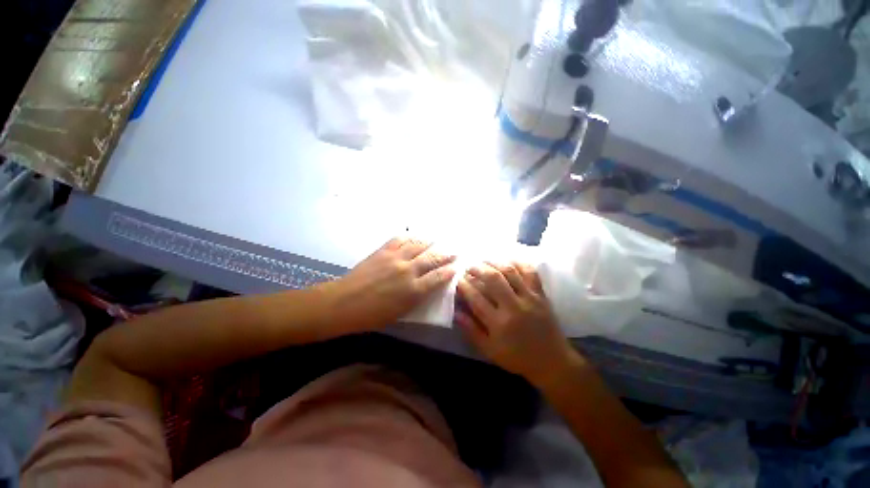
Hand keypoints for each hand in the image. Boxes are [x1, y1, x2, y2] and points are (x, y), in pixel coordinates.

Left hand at [322, 237, 456, 331]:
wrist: (344, 303)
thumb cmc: (372, 315)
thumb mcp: (400, 313)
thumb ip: (416, 298)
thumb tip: (427, 286)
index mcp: (413, 290)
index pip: (438, 277)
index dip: (449, 271)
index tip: (455, 267)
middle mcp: (408, 270)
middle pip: (432, 258)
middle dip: (445, 254)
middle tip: (453, 252)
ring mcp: (395, 258)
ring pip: (418, 245)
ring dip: (429, 243)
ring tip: (436, 242)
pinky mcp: (383, 251)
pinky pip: (400, 239)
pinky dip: (410, 237)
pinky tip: (414, 237)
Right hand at [456, 262, 575, 386]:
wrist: (552, 362)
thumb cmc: (518, 358)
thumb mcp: (490, 351)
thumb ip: (472, 331)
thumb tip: (456, 312)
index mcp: (499, 323)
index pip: (476, 298)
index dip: (465, 286)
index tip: (458, 279)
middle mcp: (514, 307)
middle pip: (493, 279)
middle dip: (477, 269)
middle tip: (468, 266)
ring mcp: (530, 298)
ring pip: (510, 271)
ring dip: (494, 262)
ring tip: (483, 260)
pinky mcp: (541, 294)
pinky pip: (530, 272)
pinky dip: (519, 262)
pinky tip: (508, 260)